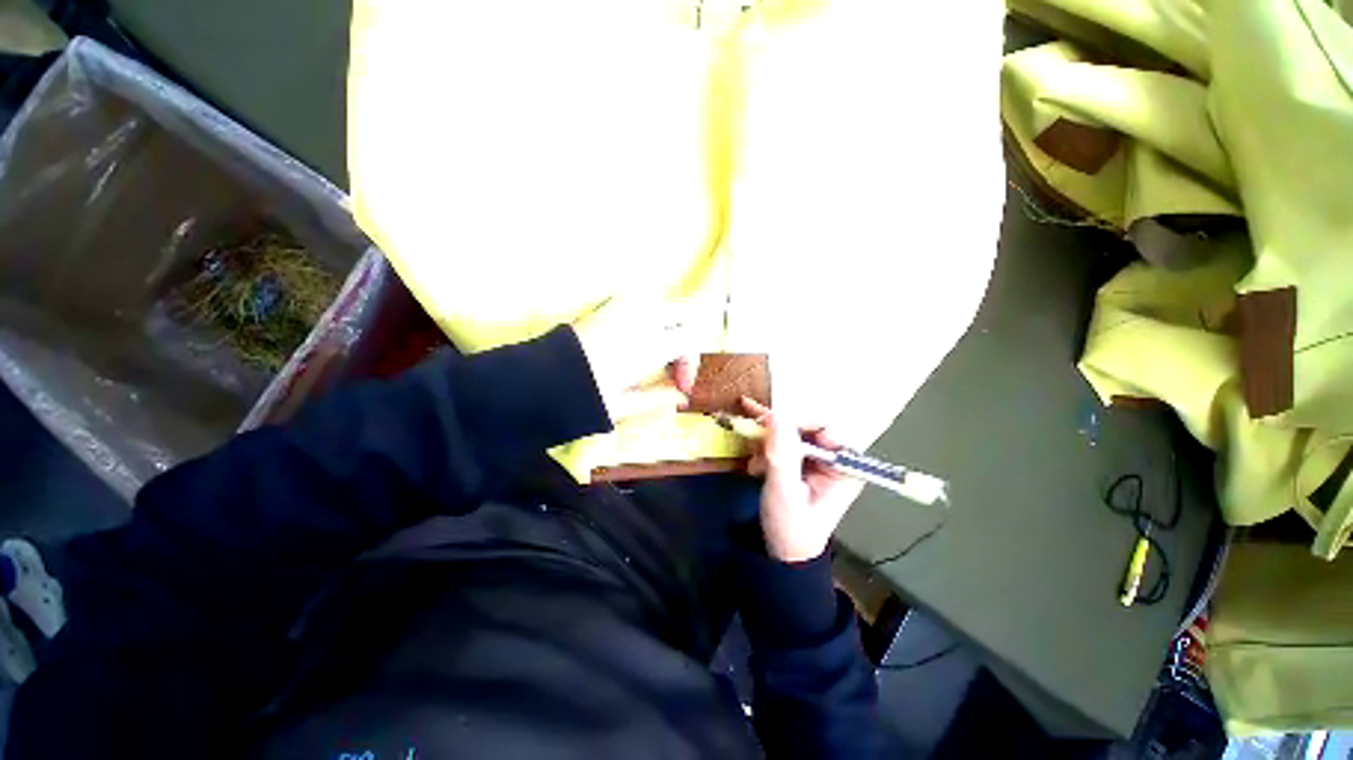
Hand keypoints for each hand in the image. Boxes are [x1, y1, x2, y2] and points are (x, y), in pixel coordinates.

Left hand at [572, 298, 699, 423]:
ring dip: (669, 327)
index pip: (690, 339)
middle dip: (686, 340)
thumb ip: (660, 398)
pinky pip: (643, 303)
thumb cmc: (584, 396)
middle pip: (684, 315)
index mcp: (647, 343)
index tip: (680, 385)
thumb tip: (681, 398)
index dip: (690, 364)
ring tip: (654, 355)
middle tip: (671, 367)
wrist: (539, 379)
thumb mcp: (625, 405)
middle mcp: (639, 316)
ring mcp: (622, 305)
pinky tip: (636, 343)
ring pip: (664, 305)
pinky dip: (650, 319)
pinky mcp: (608, 303)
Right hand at [744, 398, 864, 562]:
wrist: (783, 554)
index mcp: (844, 466)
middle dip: (778, 428)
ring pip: (792, 429)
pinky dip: (766, 442)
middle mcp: (834, 457)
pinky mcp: (802, 460)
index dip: (796, 418)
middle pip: (807, 424)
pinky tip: (754, 454)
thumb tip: (776, 414)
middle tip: (753, 428)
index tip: (767, 419)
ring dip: (768, 437)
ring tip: (754, 459)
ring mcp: (817, 458)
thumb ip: (782, 454)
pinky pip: (784, 439)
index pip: (825, 426)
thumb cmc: (790, 529)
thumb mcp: (784, 493)